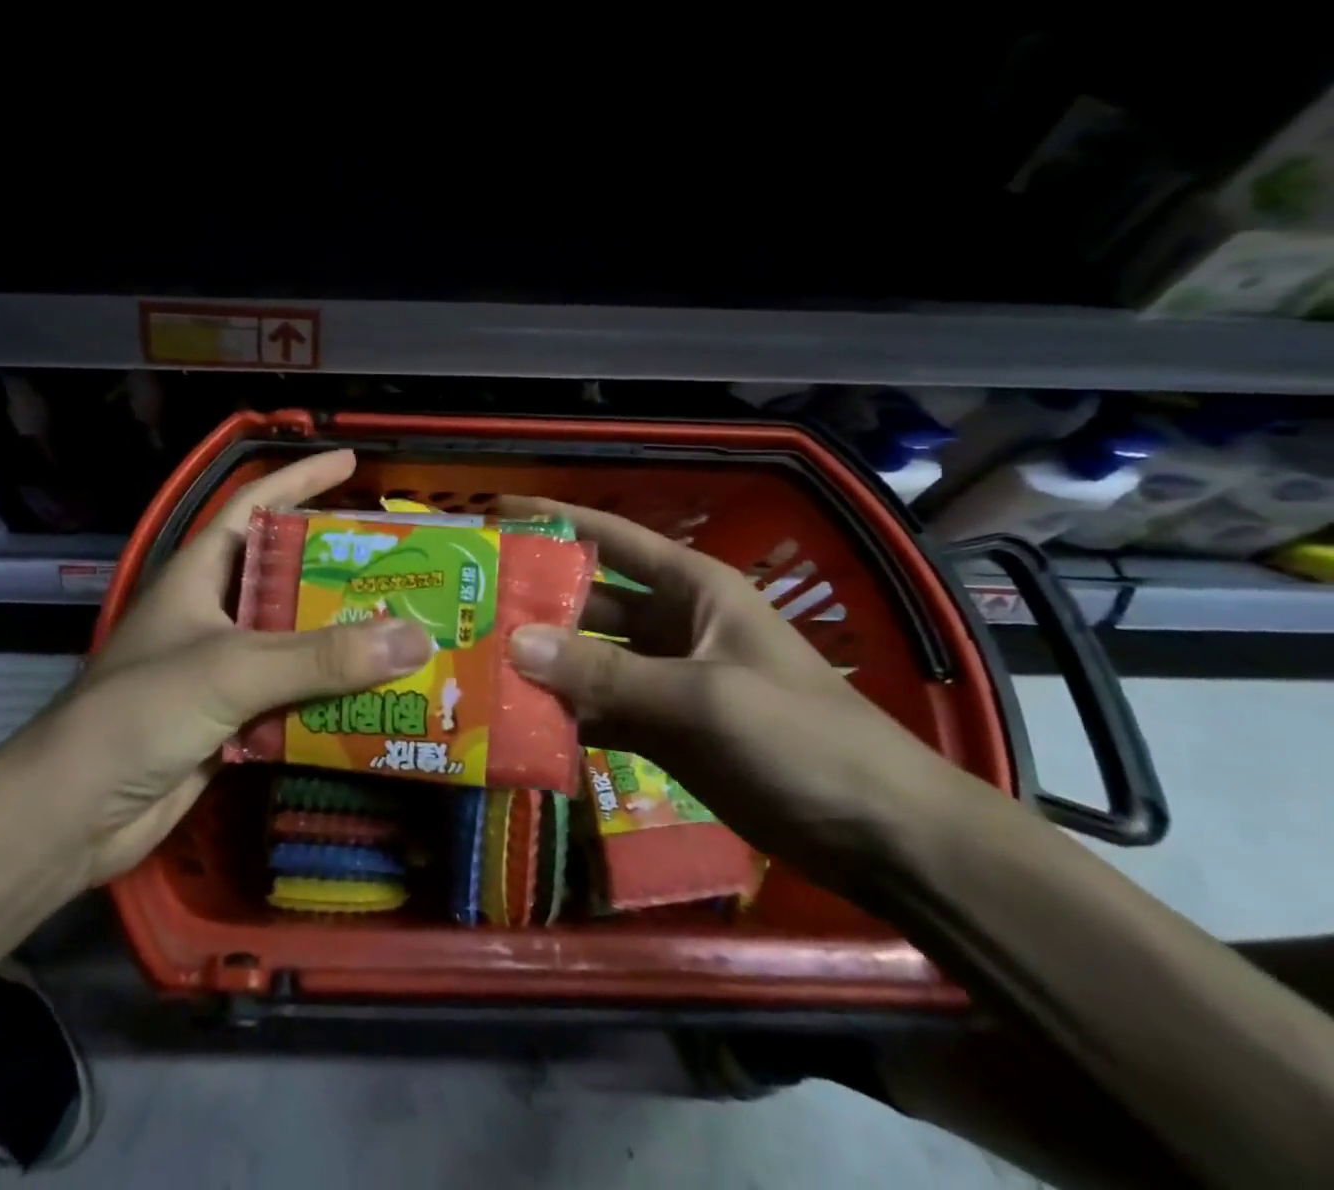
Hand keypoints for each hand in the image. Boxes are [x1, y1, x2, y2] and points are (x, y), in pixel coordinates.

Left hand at [48, 450, 430, 884]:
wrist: (72, 813)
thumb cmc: (140, 712)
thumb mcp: (233, 668)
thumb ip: (322, 656)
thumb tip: (415, 638)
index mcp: (200, 573)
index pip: (254, 505)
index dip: (301, 479)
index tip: (350, 463)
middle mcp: (213, 611)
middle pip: (288, 576)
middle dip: (341, 571)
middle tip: (401, 566)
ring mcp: (221, 666)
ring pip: (295, 641)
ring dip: (343, 640)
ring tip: (406, 630)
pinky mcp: (230, 718)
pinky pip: (292, 695)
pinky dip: (330, 696)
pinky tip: (376, 698)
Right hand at [503, 498, 970, 893]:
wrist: (881, 835)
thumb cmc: (800, 737)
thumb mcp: (702, 697)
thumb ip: (606, 674)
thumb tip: (513, 644)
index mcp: (692, 588)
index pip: (611, 538)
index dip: (554, 519)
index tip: (494, 511)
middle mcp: (672, 624)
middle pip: (588, 601)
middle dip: (533, 602)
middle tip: (464, 605)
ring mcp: (665, 679)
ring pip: (587, 659)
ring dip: (541, 663)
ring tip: (473, 662)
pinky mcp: (662, 729)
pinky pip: (598, 710)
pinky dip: (562, 714)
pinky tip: (514, 721)